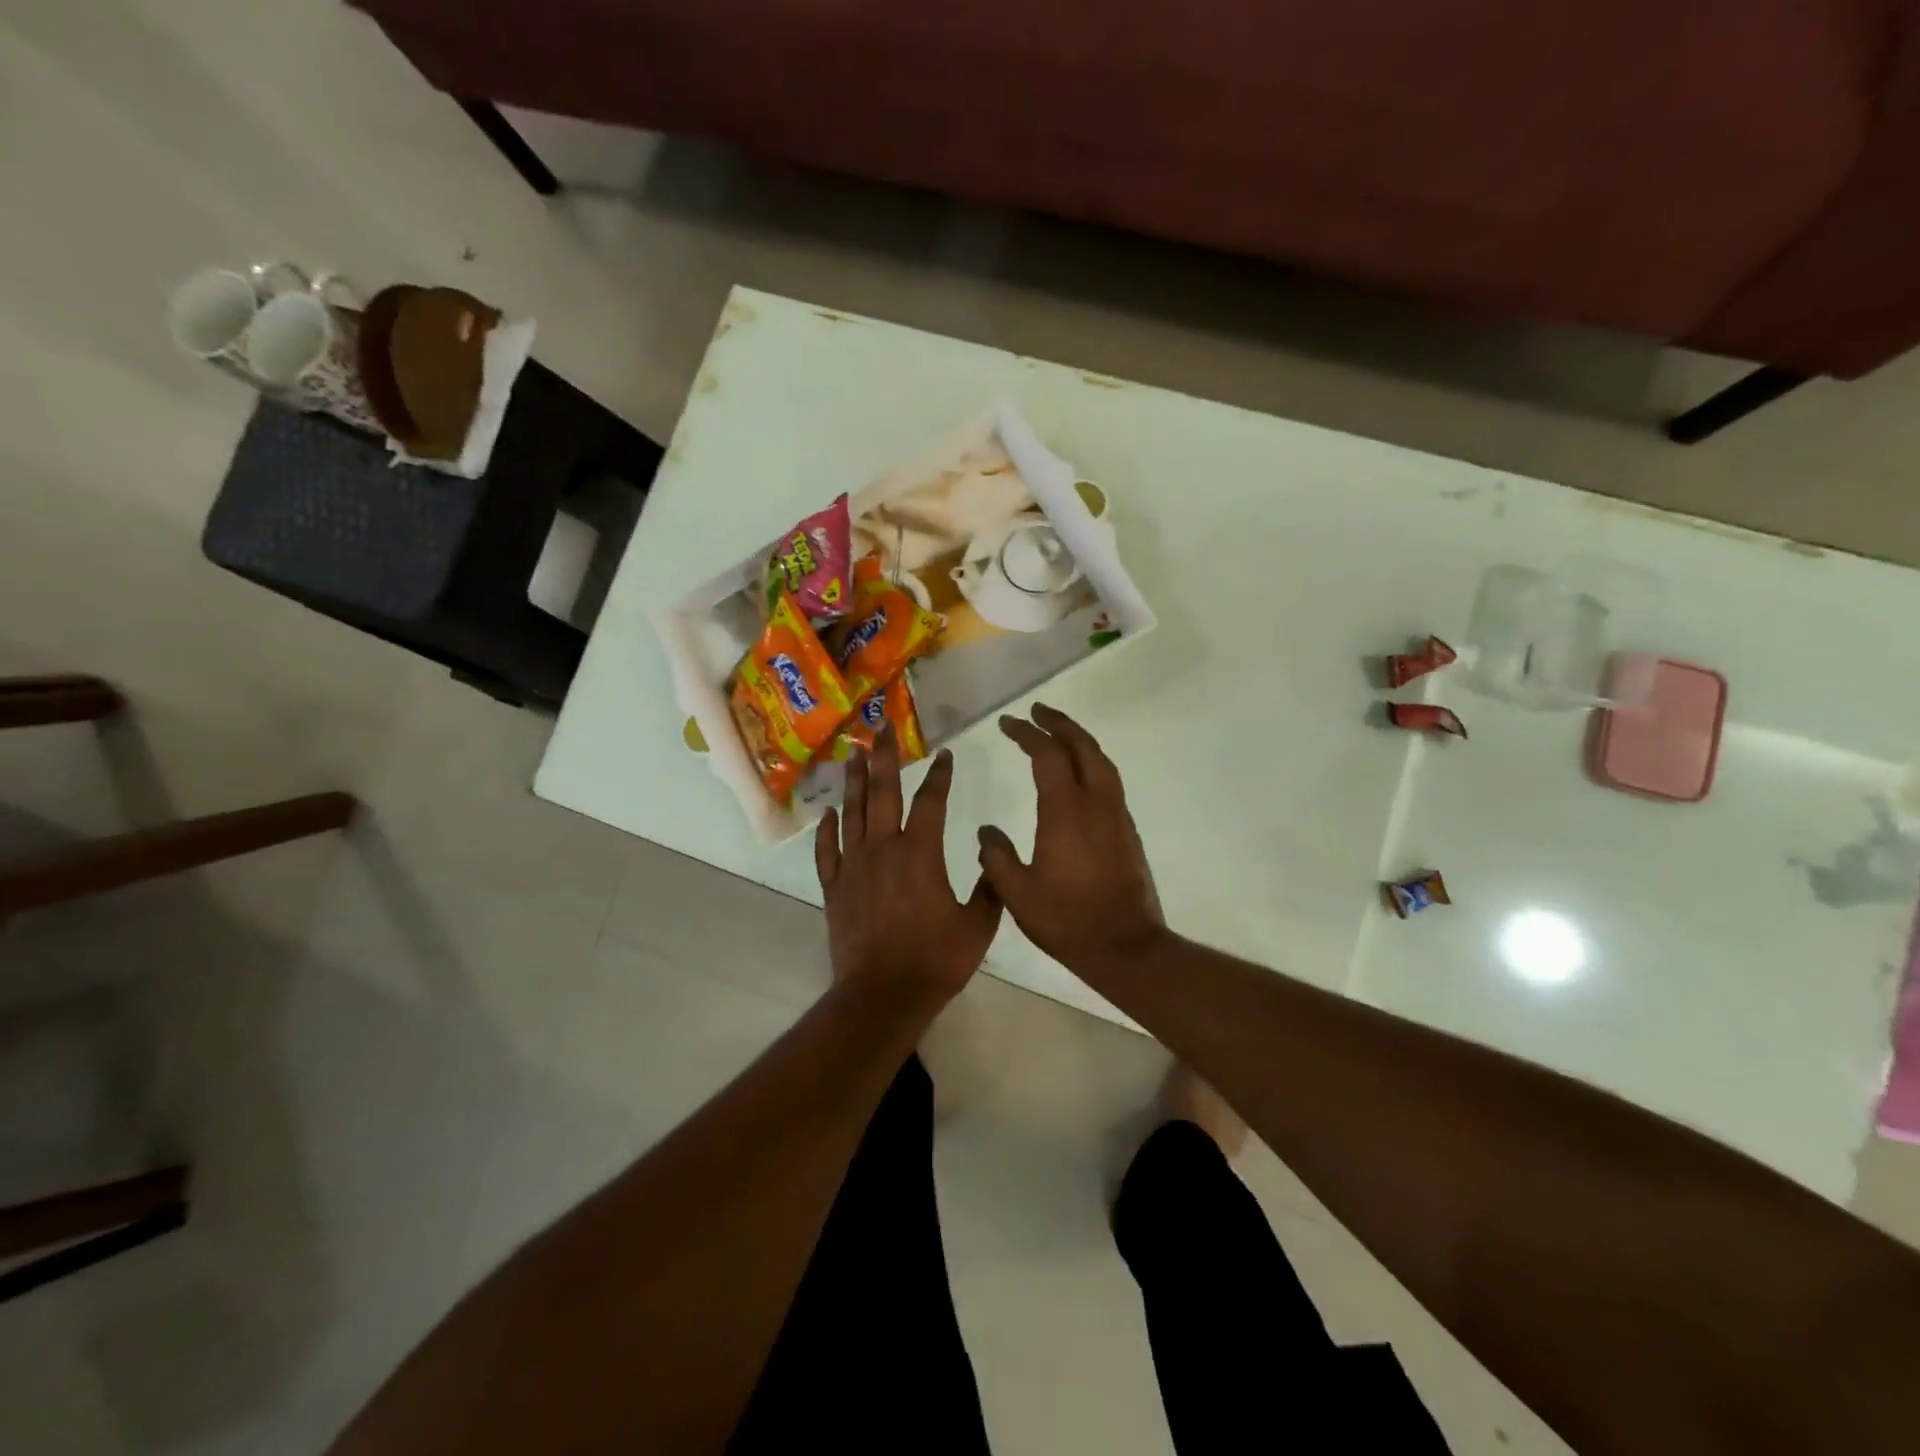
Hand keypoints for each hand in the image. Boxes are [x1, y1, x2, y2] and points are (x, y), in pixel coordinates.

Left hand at [815, 735, 1002, 1016]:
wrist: (883, 994)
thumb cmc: (935, 960)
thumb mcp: (978, 926)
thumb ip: (990, 888)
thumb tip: (994, 857)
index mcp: (920, 853)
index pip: (930, 801)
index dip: (939, 775)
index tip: (944, 754)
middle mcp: (884, 848)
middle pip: (882, 792)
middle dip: (883, 757)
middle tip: (880, 728)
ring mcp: (854, 866)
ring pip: (852, 812)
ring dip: (852, 780)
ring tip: (852, 753)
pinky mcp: (835, 887)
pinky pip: (828, 850)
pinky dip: (827, 829)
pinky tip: (828, 813)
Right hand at [977, 704, 1165, 975]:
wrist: (1126, 947)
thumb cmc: (1067, 920)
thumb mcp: (1017, 893)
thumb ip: (996, 857)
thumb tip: (987, 832)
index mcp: (1066, 810)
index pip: (1046, 755)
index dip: (1026, 733)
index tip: (1008, 723)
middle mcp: (1096, 803)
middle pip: (1082, 747)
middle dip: (1059, 723)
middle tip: (1037, 711)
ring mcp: (1117, 816)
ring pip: (1102, 762)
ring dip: (1079, 740)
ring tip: (1058, 733)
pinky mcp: (1127, 831)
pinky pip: (1109, 781)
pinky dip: (1091, 763)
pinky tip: (1079, 775)